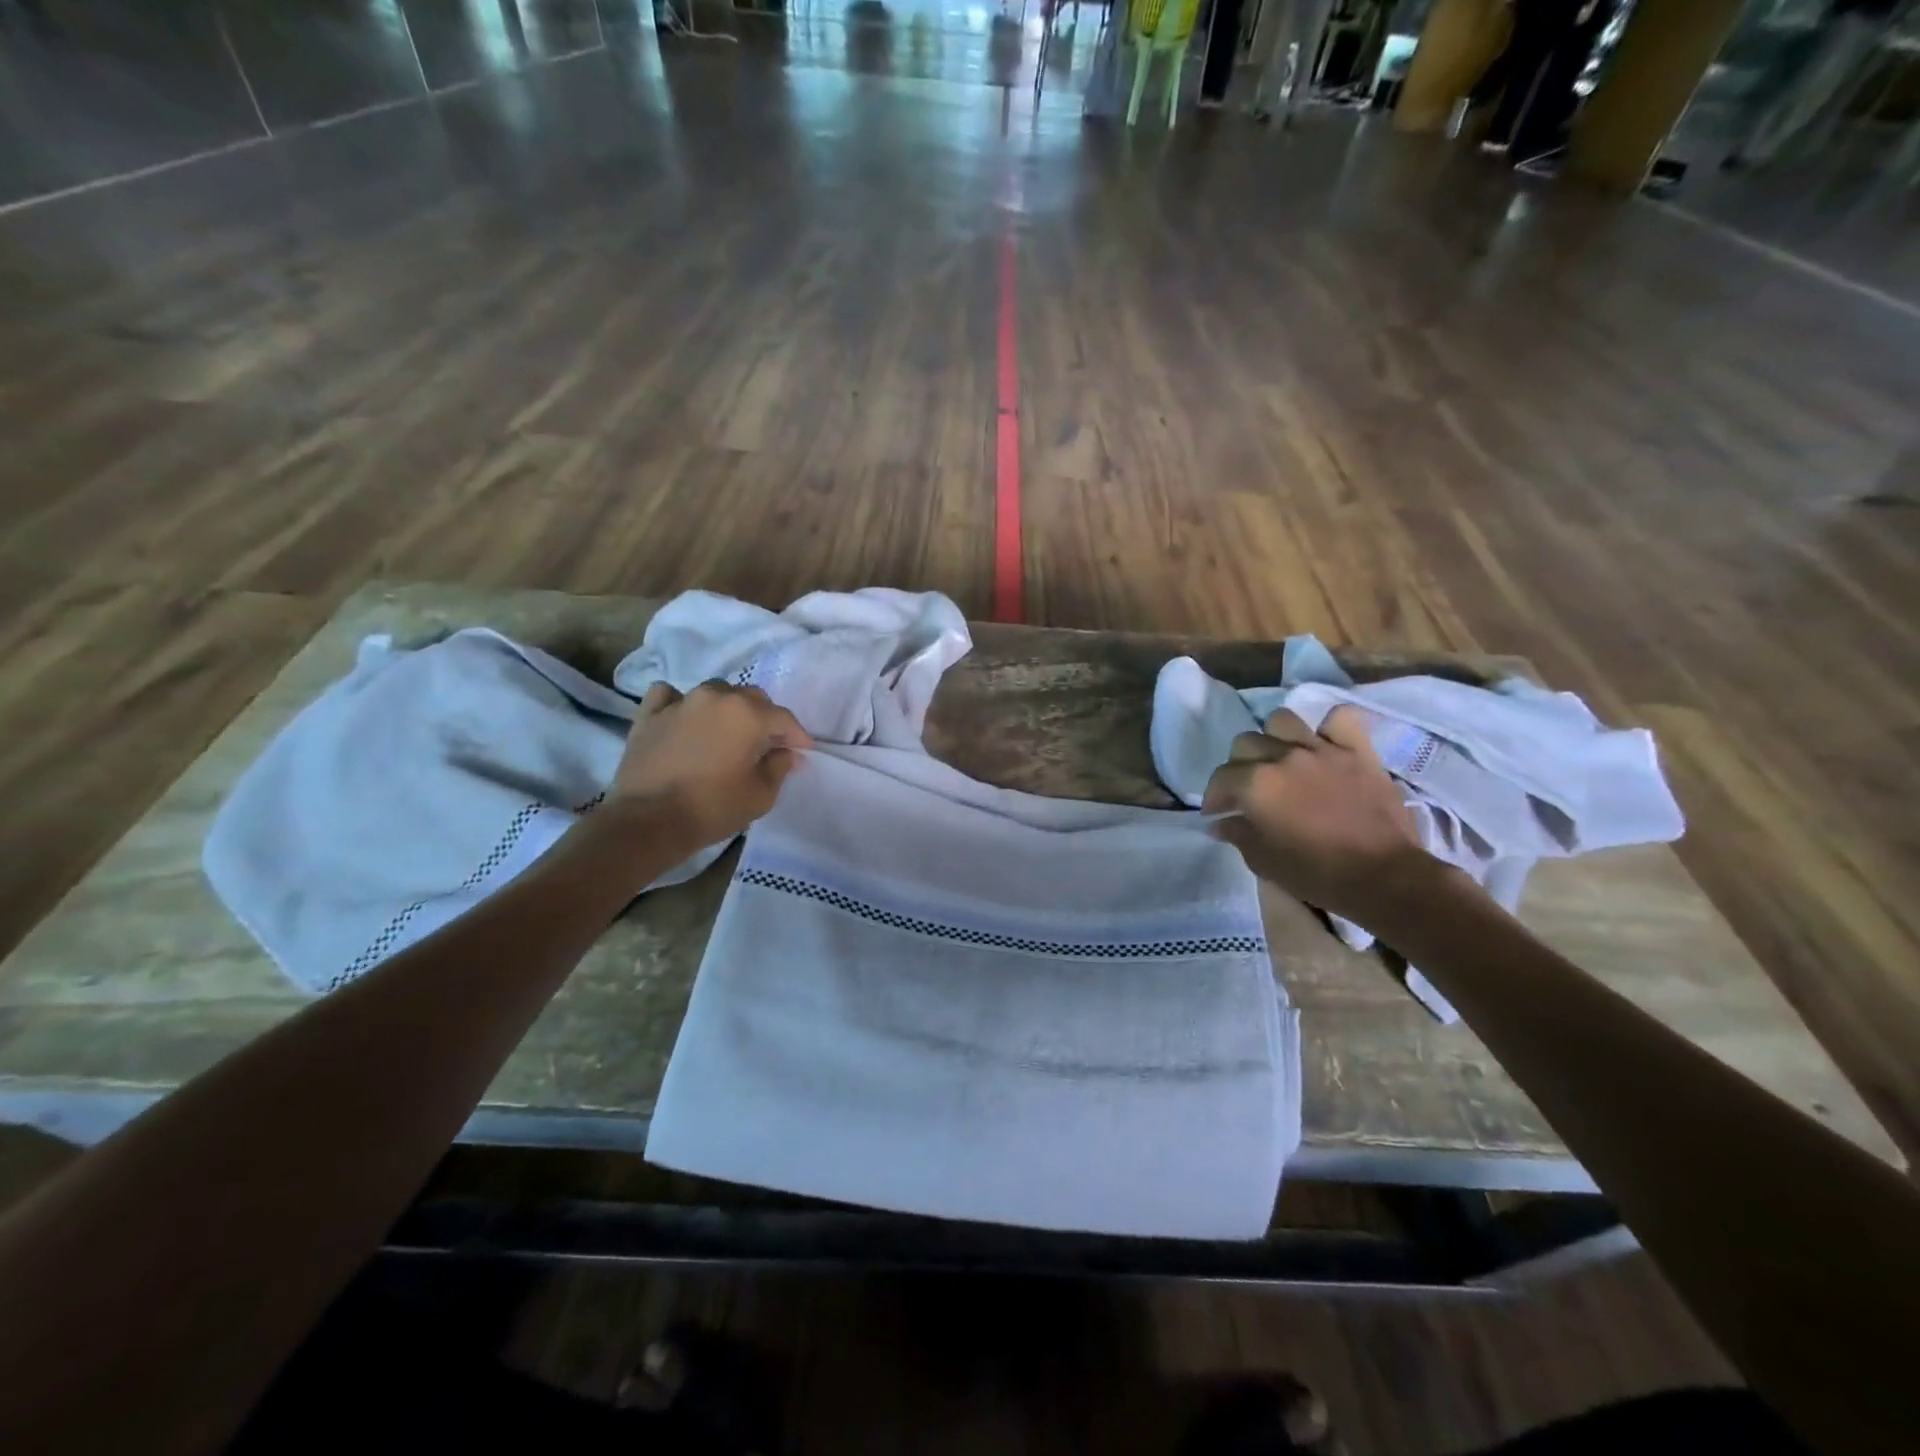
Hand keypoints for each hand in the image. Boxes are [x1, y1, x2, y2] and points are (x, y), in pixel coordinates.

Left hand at [611, 681, 812, 853]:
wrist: (647, 822)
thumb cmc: (712, 808)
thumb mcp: (760, 795)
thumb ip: (780, 767)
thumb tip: (787, 753)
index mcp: (748, 714)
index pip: (783, 718)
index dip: (797, 735)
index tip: (802, 751)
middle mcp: (716, 697)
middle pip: (751, 698)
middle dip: (765, 718)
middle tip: (767, 744)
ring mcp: (680, 702)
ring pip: (715, 693)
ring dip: (728, 708)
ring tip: (728, 732)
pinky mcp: (649, 714)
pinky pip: (671, 697)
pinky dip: (682, 704)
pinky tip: (685, 719)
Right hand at [1201, 706, 1444, 928]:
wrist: (1383, 877)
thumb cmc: (1316, 873)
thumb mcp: (1263, 860)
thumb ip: (1237, 834)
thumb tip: (1221, 822)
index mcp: (1256, 783)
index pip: (1221, 777)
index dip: (1215, 796)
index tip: (1219, 812)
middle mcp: (1284, 757)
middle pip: (1246, 742)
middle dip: (1239, 765)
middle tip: (1248, 788)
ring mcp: (1322, 749)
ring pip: (1282, 721)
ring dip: (1275, 738)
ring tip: (1281, 759)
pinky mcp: (1358, 751)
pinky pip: (1339, 719)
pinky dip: (1328, 728)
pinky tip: (1323, 744)